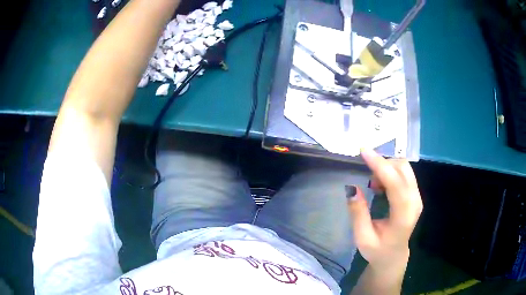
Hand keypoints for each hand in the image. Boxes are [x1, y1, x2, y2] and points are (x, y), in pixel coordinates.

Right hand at [347, 149, 422, 269]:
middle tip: (365, 171)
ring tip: (373, 183)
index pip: (396, 183)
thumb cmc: (377, 250)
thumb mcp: (362, 237)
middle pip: (403, 169)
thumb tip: (352, 188)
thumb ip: (358, 213)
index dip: (380, 165)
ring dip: (387, 167)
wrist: (394, 255)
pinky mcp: (415, 195)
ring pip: (405, 168)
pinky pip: (404, 173)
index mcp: (403, 215)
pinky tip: (381, 185)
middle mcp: (415, 202)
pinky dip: (391, 171)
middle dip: (383, 163)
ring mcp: (417, 197)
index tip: (363, 151)